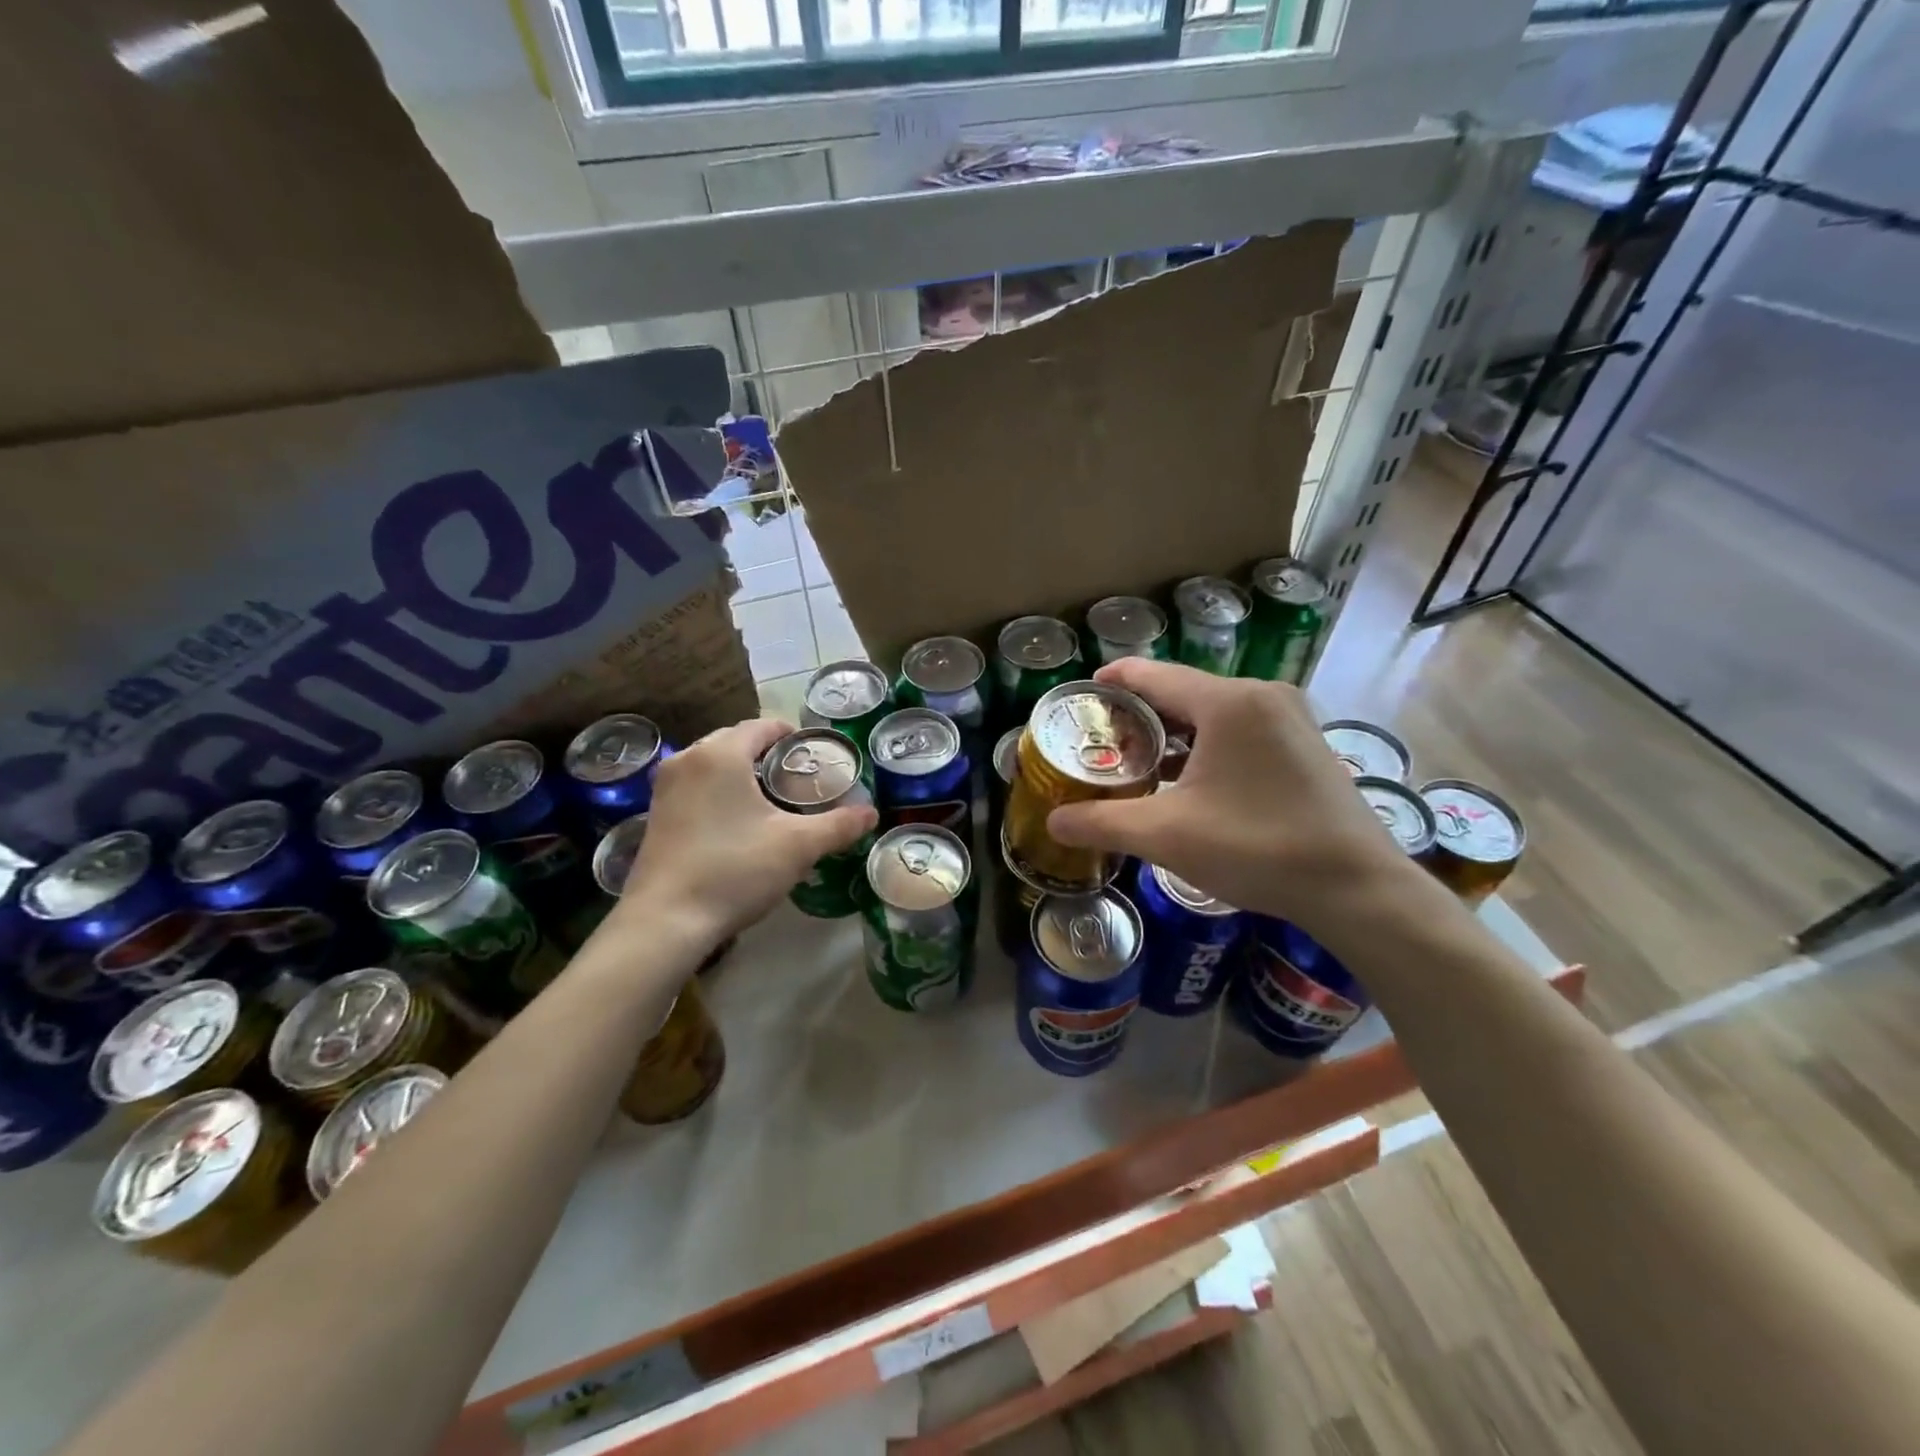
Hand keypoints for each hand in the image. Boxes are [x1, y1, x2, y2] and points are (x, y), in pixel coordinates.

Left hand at [621, 718, 876, 939]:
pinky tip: (737, 823)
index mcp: (721, 753)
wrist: (666, 921)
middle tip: (799, 780)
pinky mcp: (655, 814)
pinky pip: (696, 786)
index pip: (763, 726)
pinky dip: (719, 792)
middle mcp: (687, 759)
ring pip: (713, 764)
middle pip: (736, 741)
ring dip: (742, 773)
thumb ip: (839, 825)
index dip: (794, 736)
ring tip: (772, 801)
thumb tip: (872, 814)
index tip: (817, 757)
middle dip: (768, 755)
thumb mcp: (798, 846)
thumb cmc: (735, 870)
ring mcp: (665, 787)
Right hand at [1046, 661, 1422, 936]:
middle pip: (1181, 691)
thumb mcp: (1167, 836)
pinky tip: (1186, 777)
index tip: (1078, 697)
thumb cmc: (1258, 848)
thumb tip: (1052, 823)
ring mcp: (1290, 718)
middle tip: (1099, 740)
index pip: (1152, 675)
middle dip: (1137, 713)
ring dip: (1172, 731)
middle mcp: (1262, 695)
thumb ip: (1103, 823)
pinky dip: (1206, 744)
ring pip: (1213, 711)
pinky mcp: (1305, 744)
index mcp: (1228, 702)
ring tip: (1135, 759)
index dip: (1110, 681)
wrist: (1357, 889)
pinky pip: (1241, 729)